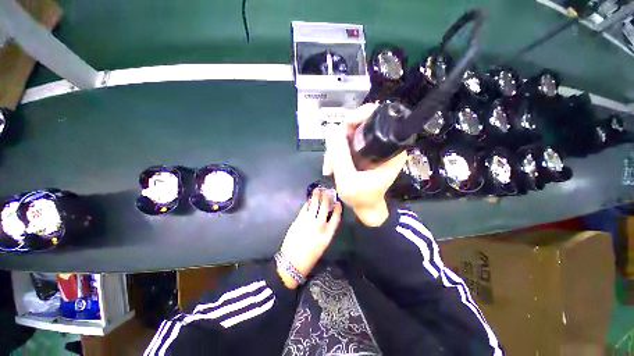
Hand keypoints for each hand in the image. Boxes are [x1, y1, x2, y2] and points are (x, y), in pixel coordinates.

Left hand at [277, 189, 341, 288]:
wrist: (293, 261)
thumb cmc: (310, 257)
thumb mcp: (323, 245)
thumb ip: (325, 232)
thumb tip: (324, 220)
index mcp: (328, 234)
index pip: (336, 217)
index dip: (338, 209)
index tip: (338, 202)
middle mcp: (320, 225)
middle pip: (325, 207)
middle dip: (326, 198)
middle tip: (327, 190)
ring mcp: (308, 221)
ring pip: (314, 205)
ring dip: (316, 196)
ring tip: (318, 190)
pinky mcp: (298, 220)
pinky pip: (304, 208)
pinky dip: (307, 203)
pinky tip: (309, 200)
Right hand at [322, 103, 406, 226]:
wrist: (367, 209)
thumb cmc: (363, 198)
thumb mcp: (348, 181)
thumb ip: (340, 156)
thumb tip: (331, 130)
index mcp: (391, 147)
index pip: (377, 116)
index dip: (359, 115)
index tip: (345, 127)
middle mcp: (385, 141)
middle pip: (359, 123)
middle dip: (341, 138)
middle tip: (331, 157)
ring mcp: (374, 144)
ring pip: (350, 132)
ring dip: (336, 147)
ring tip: (330, 168)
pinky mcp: (366, 148)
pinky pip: (348, 141)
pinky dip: (338, 151)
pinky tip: (332, 166)